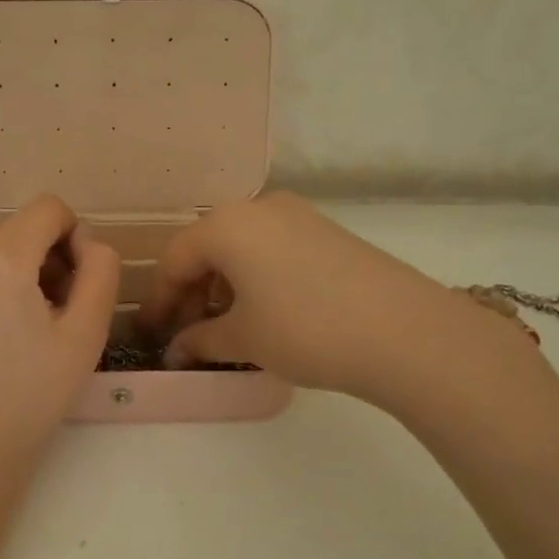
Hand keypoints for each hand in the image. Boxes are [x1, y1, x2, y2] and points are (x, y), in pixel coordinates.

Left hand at [0, 194, 118, 477]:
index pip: (46, 208)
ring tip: (11, 323)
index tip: (72, 283)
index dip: (71, 236)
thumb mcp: (87, 333)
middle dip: (38, 254)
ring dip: (5, 267)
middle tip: (48, 309)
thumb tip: (84, 240)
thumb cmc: (32, 396)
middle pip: (12, 226)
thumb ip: (101, 269)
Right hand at [139, 193, 542, 414]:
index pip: (175, 259)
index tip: (154, 336)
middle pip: (207, 247)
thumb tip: (177, 350)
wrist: (403, 331)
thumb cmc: (305, 329)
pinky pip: (272, 248)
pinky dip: (255, 277)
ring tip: (226, 328)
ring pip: (241, 247)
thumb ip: (200, 340)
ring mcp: (297, 215)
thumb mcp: (244, 339)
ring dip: (224, 285)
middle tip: (188, 334)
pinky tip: (265, 311)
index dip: (159, 301)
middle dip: (192, 292)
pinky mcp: (326, 231)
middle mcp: (258, 207)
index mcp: (226, 225)